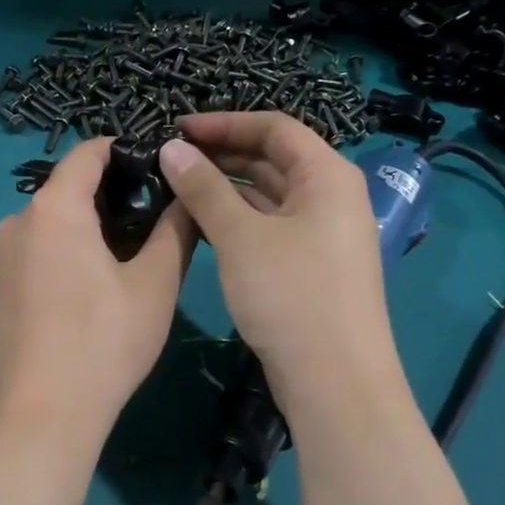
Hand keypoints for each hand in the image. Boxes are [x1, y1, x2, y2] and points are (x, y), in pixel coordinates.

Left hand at [0, 138, 196, 448]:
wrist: (44, 413)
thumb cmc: (105, 342)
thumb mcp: (156, 283)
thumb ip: (176, 229)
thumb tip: (189, 194)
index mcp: (53, 208)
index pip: (90, 152)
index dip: (128, 151)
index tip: (162, 169)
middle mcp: (18, 221)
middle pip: (70, 186)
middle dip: (114, 194)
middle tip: (158, 219)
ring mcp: (3, 256)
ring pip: (54, 221)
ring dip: (92, 226)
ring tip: (133, 255)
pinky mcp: (0, 287)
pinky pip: (39, 249)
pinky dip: (69, 251)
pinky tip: (95, 286)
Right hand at [159, 113, 394, 408]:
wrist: (335, 382)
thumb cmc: (290, 295)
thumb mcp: (240, 237)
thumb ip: (204, 188)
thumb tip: (171, 148)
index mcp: (327, 176)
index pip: (274, 127)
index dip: (224, 123)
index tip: (176, 129)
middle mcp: (332, 197)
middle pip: (274, 159)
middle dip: (222, 155)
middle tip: (170, 159)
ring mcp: (323, 234)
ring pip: (269, 196)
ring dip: (226, 188)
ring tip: (176, 188)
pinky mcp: (311, 266)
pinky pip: (271, 227)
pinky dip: (238, 220)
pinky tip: (202, 225)